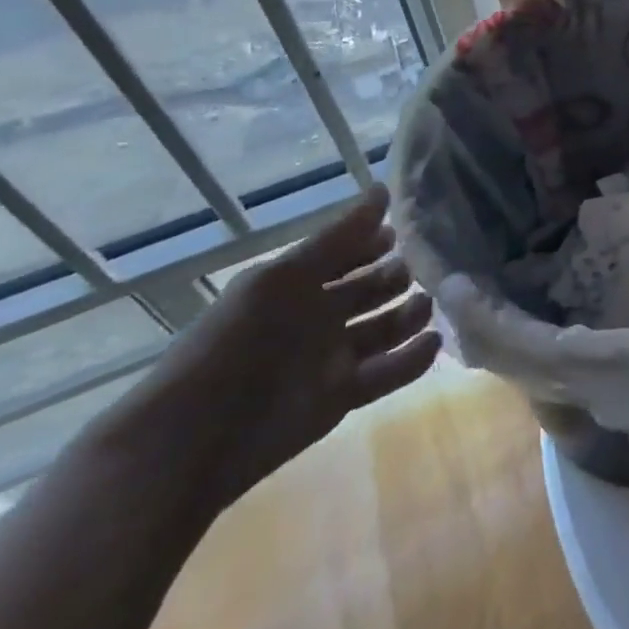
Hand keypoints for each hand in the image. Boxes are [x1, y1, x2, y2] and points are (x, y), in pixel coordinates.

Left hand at [110, 185, 439, 512]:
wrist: (193, 439)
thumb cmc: (237, 342)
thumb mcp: (284, 277)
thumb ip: (338, 237)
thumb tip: (384, 189)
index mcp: (297, 285)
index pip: (346, 254)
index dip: (374, 241)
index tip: (406, 229)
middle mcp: (317, 318)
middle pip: (370, 290)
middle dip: (399, 277)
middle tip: (431, 267)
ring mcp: (331, 359)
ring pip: (384, 329)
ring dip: (411, 315)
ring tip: (430, 305)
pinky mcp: (343, 398)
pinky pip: (388, 373)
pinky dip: (413, 359)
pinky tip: (434, 342)